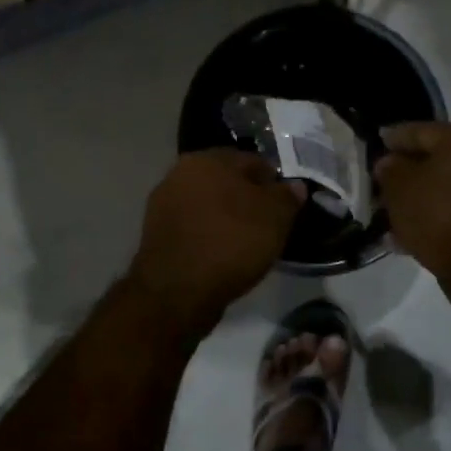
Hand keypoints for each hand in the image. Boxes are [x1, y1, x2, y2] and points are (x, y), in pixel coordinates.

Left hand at [127, 150, 305, 334]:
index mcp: (208, 159)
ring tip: (247, 242)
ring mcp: (163, 204)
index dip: (274, 182)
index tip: (287, 206)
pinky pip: (194, 227)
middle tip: (269, 224)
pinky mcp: (156, 234)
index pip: (253, 161)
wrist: (177, 291)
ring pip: (208, 205)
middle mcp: (179, 173)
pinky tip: (223, 254)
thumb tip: (293, 186)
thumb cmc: (230, 243)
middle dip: (248, 198)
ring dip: (226, 218)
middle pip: (227, 182)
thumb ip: (287, 196)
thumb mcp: (274, 218)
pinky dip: (210, 235)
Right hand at [375, 122, 450, 310]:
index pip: (421, 131)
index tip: (374, 145)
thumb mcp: (400, 187)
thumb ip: (390, 169)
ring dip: (420, 197)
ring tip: (392, 213)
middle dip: (407, 173)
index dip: (393, 138)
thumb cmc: (438, 215)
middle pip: (437, 159)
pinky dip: (435, 216)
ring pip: (447, 188)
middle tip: (381, 184)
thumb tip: (390, 163)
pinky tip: (411, 234)